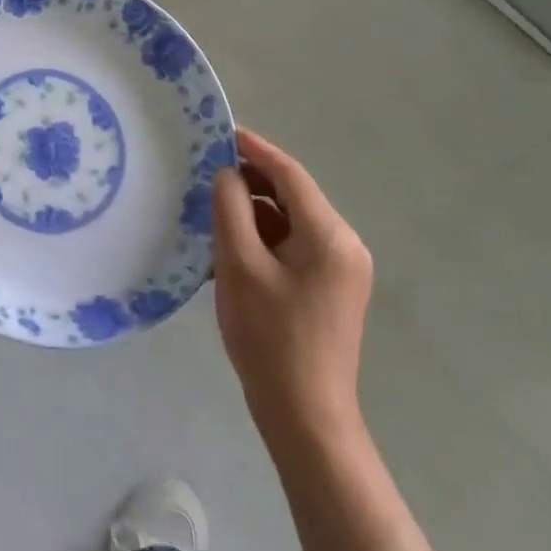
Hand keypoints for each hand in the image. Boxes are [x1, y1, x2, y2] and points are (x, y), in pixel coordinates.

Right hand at [212, 128, 373, 449]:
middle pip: (292, 196)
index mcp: (330, 235)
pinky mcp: (332, 289)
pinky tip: (230, 250)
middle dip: (250, 183)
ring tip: (211, 215)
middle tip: (205, 175)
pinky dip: (264, 239)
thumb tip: (228, 175)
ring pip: (290, 221)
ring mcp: (342, 269)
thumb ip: (231, 208)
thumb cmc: (269, 337)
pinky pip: (294, 246)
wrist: (305, 418)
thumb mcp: (238, 264)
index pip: (289, 174)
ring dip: (253, 214)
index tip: (221, 131)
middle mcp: (345, 244)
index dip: (254, 149)